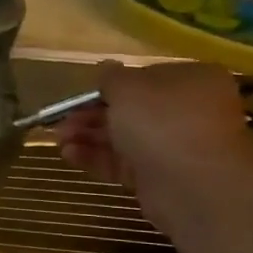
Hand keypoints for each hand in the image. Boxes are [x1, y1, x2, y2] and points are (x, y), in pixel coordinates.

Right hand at [55, 60, 252, 230]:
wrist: (193, 184)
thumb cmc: (163, 121)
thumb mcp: (129, 87)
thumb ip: (111, 77)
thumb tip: (105, 68)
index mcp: (191, 80)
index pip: (146, 78)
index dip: (110, 86)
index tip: (80, 95)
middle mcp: (187, 111)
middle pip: (131, 110)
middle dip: (91, 115)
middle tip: (61, 121)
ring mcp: (174, 147)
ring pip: (123, 138)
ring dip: (89, 137)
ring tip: (59, 140)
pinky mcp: (159, 177)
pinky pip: (123, 163)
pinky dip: (96, 158)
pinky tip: (69, 155)